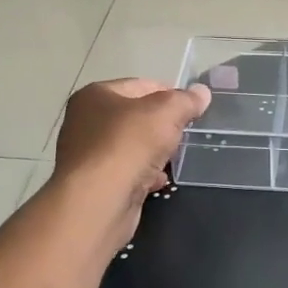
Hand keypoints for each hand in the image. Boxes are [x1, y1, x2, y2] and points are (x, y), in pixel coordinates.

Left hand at [53, 78, 210, 211]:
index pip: (140, 85)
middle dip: (161, 124)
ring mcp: (88, 155)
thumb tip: (201, 92)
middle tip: (184, 132)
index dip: (169, 93)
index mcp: (95, 95)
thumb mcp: (166, 112)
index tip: (191, 107)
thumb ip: (185, 100)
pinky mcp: (95, 184)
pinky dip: (143, 174)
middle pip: (134, 116)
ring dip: (153, 151)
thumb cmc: (128, 145)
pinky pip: (126, 171)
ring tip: (174, 156)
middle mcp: (85, 121)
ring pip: (131, 146)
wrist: (98, 202)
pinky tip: (159, 180)